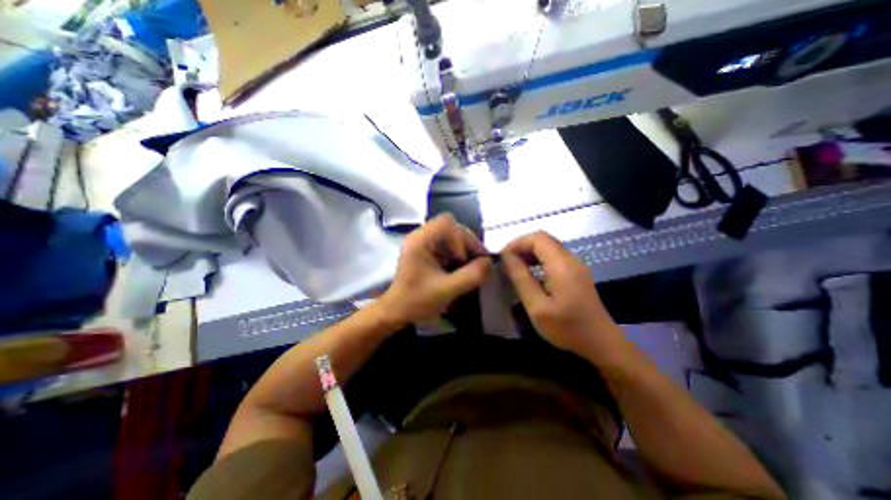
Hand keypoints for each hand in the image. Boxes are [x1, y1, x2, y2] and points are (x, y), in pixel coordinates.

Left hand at [378, 213, 494, 322]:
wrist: (397, 312)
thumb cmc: (417, 301)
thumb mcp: (447, 290)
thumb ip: (471, 275)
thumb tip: (489, 262)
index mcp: (420, 240)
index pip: (447, 222)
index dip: (461, 238)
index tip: (465, 260)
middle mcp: (420, 236)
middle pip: (451, 227)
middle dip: (466, 244)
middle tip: (475, 263)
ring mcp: (423, 243)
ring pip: (451, 236)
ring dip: (463, 250)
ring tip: (468, 268)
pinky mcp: (426, 252)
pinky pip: (447, 246)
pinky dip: (457, 255)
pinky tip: (459, 269)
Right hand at [501, 230, 625, 362]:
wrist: (601, 343)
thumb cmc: (567, 328)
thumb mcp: (537, 307)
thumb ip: (521, 278)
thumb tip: (507, 257)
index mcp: (562, 265)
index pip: (538, 238)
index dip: (517, 243)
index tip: (503, 258)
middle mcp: (571, 259)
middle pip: (543, 239)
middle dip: (522, 247)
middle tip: (507, 263)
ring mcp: (576, 265)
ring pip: (549, 247)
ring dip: (530, 253)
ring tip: (515, 268)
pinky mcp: (577, 272)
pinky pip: (554, 256)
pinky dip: (538, 259)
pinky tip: (531, 274)